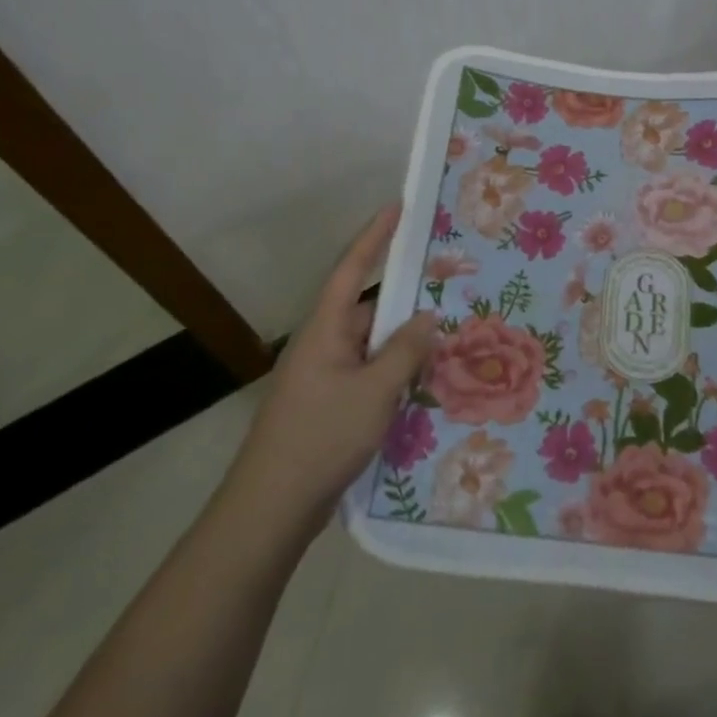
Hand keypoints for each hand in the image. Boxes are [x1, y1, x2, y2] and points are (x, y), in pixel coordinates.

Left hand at [229, 204, 438, 532]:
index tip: (398, 207)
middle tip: (446, 289)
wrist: (270, 509)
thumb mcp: (375, 392)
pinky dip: (393, 373)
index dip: (375, 235)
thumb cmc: (321, 437)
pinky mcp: (326, 406)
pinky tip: (421, 386)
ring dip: (402, 344)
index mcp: (326, 329)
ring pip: (370, 346)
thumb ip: (405, 351)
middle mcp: (322, 345)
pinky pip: (367, 374)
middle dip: (405, 300)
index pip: (352, 268)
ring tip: (446, 340)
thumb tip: (427, 318)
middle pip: (368, 310)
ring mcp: (323, 377)